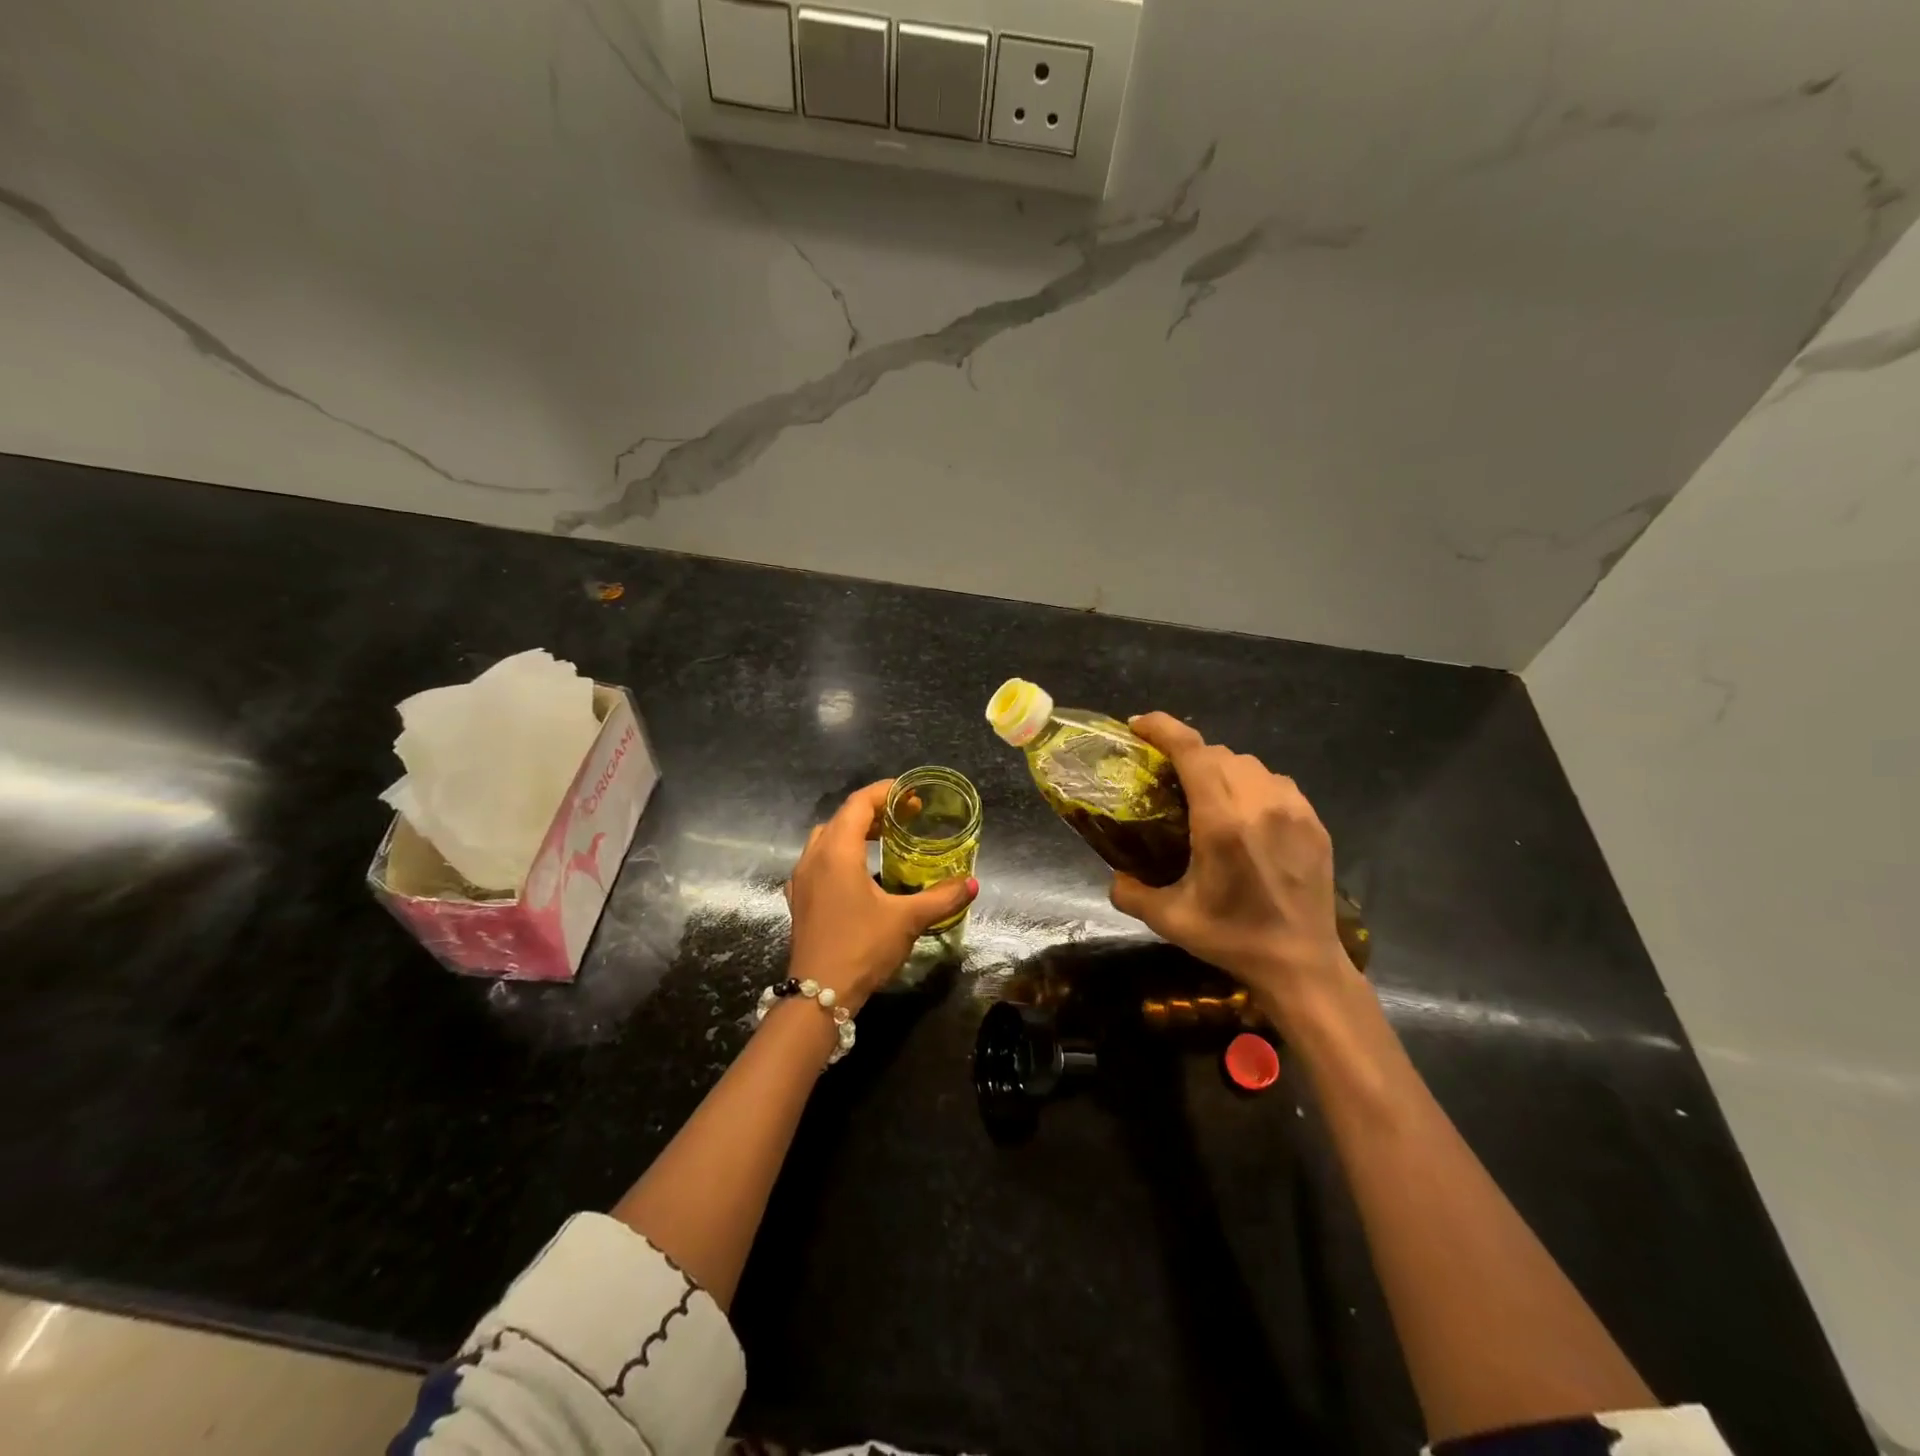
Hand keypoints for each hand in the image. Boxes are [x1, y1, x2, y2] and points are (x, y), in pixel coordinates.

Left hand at [785, 780, 977, 1012]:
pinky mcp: (798, 899)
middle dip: (873, 811)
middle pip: (842, 818)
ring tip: (885, 841)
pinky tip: (860, 874)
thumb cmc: (862, 947)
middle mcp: (813, 857)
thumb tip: (972, 884)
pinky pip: (819, 861)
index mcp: (837, 852)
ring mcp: (801, 879)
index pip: (858, 804)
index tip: (911, 794)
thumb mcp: (907, 919)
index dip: (884, 792)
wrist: (818, 994)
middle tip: (905, 818)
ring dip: (854, 832)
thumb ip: (942, 897)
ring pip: (826, 839)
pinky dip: (840, 854)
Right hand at [1109, 714, 1351, 1014]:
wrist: (1302, 965)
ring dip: (1221, 768)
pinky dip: (1252, 784)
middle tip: (1168, 774)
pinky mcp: (1313, 822)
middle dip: (1187, 753)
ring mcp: (1293, 810)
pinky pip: (1275, 783)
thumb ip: (1130, 892)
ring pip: (1249, 764)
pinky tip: (1245, 811)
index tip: (1139, 725)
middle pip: (1217, 753)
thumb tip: (1115, 874)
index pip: (1192, 752)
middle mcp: (1259, 804)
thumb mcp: (1169, 919)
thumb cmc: (1232, 939)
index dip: (1163, 728)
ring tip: (1207, 792)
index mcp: (1221, 823)